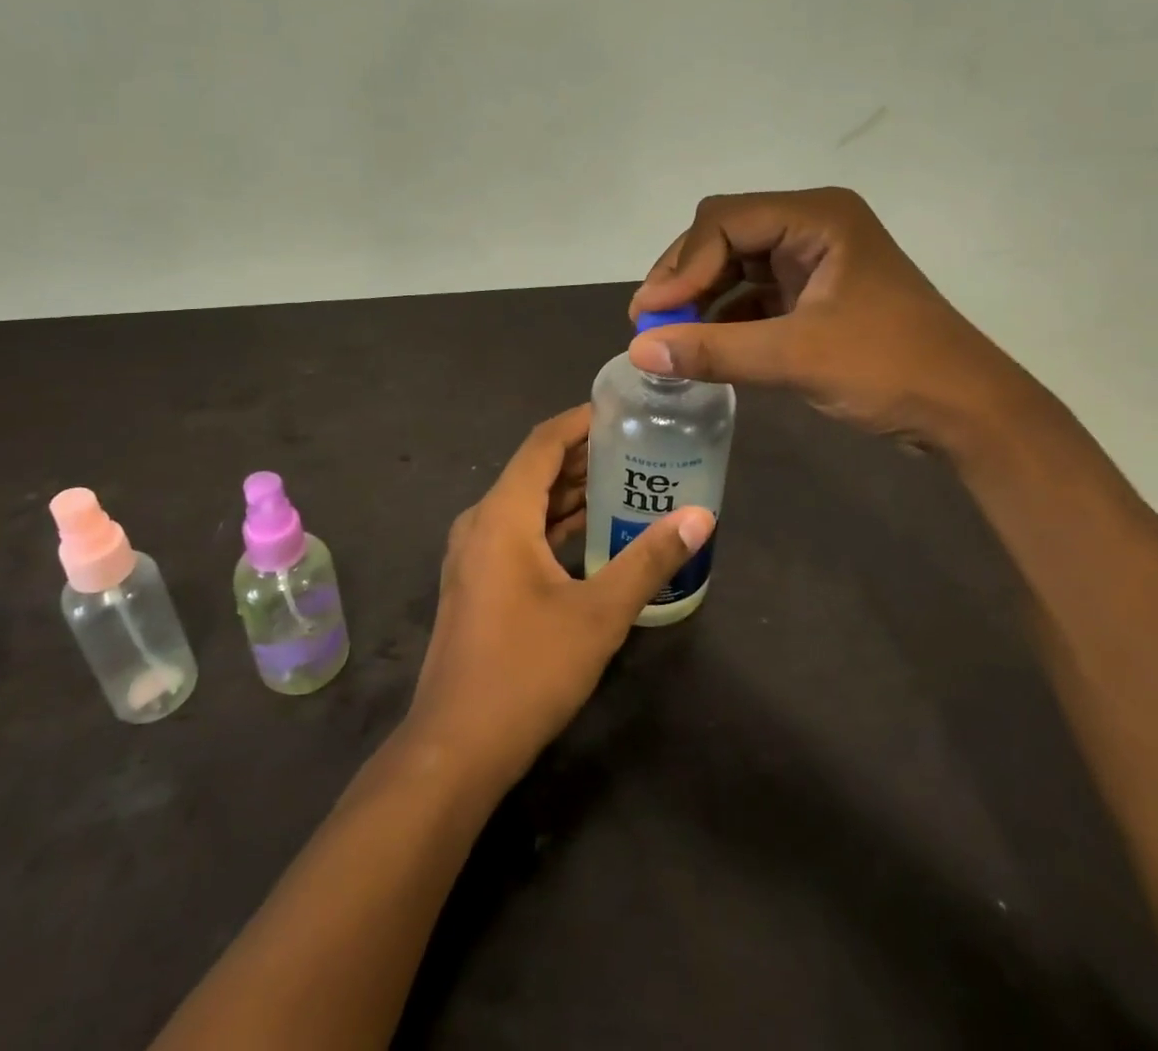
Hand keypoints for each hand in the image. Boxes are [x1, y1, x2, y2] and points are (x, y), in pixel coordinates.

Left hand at [407, 405, 714, 789]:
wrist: (456, 747)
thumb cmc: (527, 670)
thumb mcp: (599, 614)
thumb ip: (649, 560)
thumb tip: (700, 517)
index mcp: (502, 515)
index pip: (543, 443)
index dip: (581, 420)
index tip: (623, 410)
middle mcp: (481, 523)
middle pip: (534, 471)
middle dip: (584, 456)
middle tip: (639, 448)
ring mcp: (473, 555)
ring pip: (526, 505)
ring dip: (570, 493)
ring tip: (626, 483)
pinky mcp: (476, 583)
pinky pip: (518, 534)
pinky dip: (554, 525)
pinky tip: (592, 534)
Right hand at [628, 187, 1041, 448]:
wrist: (966, 411)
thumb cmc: (889, 369)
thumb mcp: (795, 357)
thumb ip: (713, 350)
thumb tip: (638, 350)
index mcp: (817, 218)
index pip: (724, 221)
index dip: (680, 265)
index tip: (650, 314)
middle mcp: (812, 227)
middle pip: (725, 236)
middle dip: (685, 278)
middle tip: (649, 323)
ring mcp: (814, 261)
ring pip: (736, 265)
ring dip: (701, 298)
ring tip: (668, 336)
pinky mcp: (814, 294)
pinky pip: (755, 293)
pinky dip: (726, 316)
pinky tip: (703, 344)